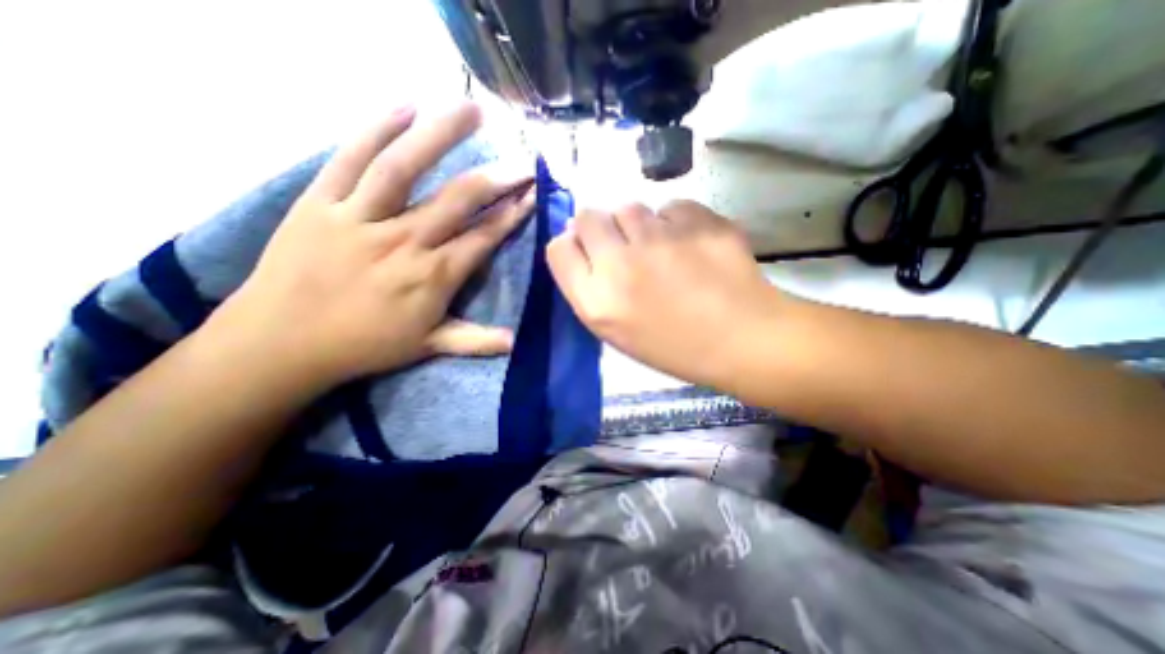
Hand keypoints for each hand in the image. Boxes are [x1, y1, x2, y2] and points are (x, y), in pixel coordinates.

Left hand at [212, 103, 536, 386]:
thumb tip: (515, 343)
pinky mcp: (321, 203)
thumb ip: (474, 341)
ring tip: (471, 109)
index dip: (512, 215)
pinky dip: (376, 129)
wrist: (281, 343)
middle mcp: (405, 241)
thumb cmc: (364, 346)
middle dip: (497, 178)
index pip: (484, 237)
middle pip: (459, 199)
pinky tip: (404, 106)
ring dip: (442, 134)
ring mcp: (362, 218)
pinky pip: (350, 159)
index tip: (533, 195)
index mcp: (433, 276)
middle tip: (522, 161)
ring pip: (406, 167)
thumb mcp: (427, 346)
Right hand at [548, 203, 786, 390]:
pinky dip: (675, 222)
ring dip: (637, 224)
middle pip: (587, 217)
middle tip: (624, 247)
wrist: (742, 339)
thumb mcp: (617, 331)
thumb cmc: (674, 346)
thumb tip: (578, 241)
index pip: (559, 249)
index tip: (587, 251)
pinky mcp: (698, 220)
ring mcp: (660, 238)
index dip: (571, 245)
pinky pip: (670, 207)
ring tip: (661, 249)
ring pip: (629, 207)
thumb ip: (589, 288)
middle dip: (599, 228)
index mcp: (597, 301)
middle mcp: (619, 264)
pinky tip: (691, 245)